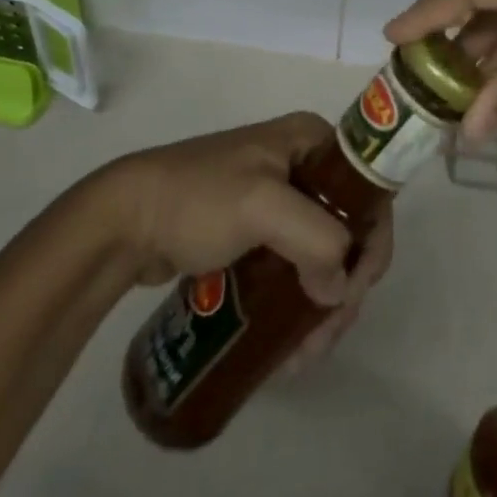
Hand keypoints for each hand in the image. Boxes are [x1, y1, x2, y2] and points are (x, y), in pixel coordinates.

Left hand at [90, 113, 392, 363]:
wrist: (125, 219)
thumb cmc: (197, 199)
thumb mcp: (261, 206)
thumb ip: (314, 239)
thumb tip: (339, 291)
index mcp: (311, 140)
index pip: (367, 188)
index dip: (371, 241)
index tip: (351, 294)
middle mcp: (303, 164)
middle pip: (349, 228)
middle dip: (344, 287)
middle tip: (324, 337)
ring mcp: (280, 200)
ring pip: (324, 255)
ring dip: (323, 306)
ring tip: (301, 356)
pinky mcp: (258, 233)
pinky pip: (295, 269)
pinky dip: (299, 306)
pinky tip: (288, 346)